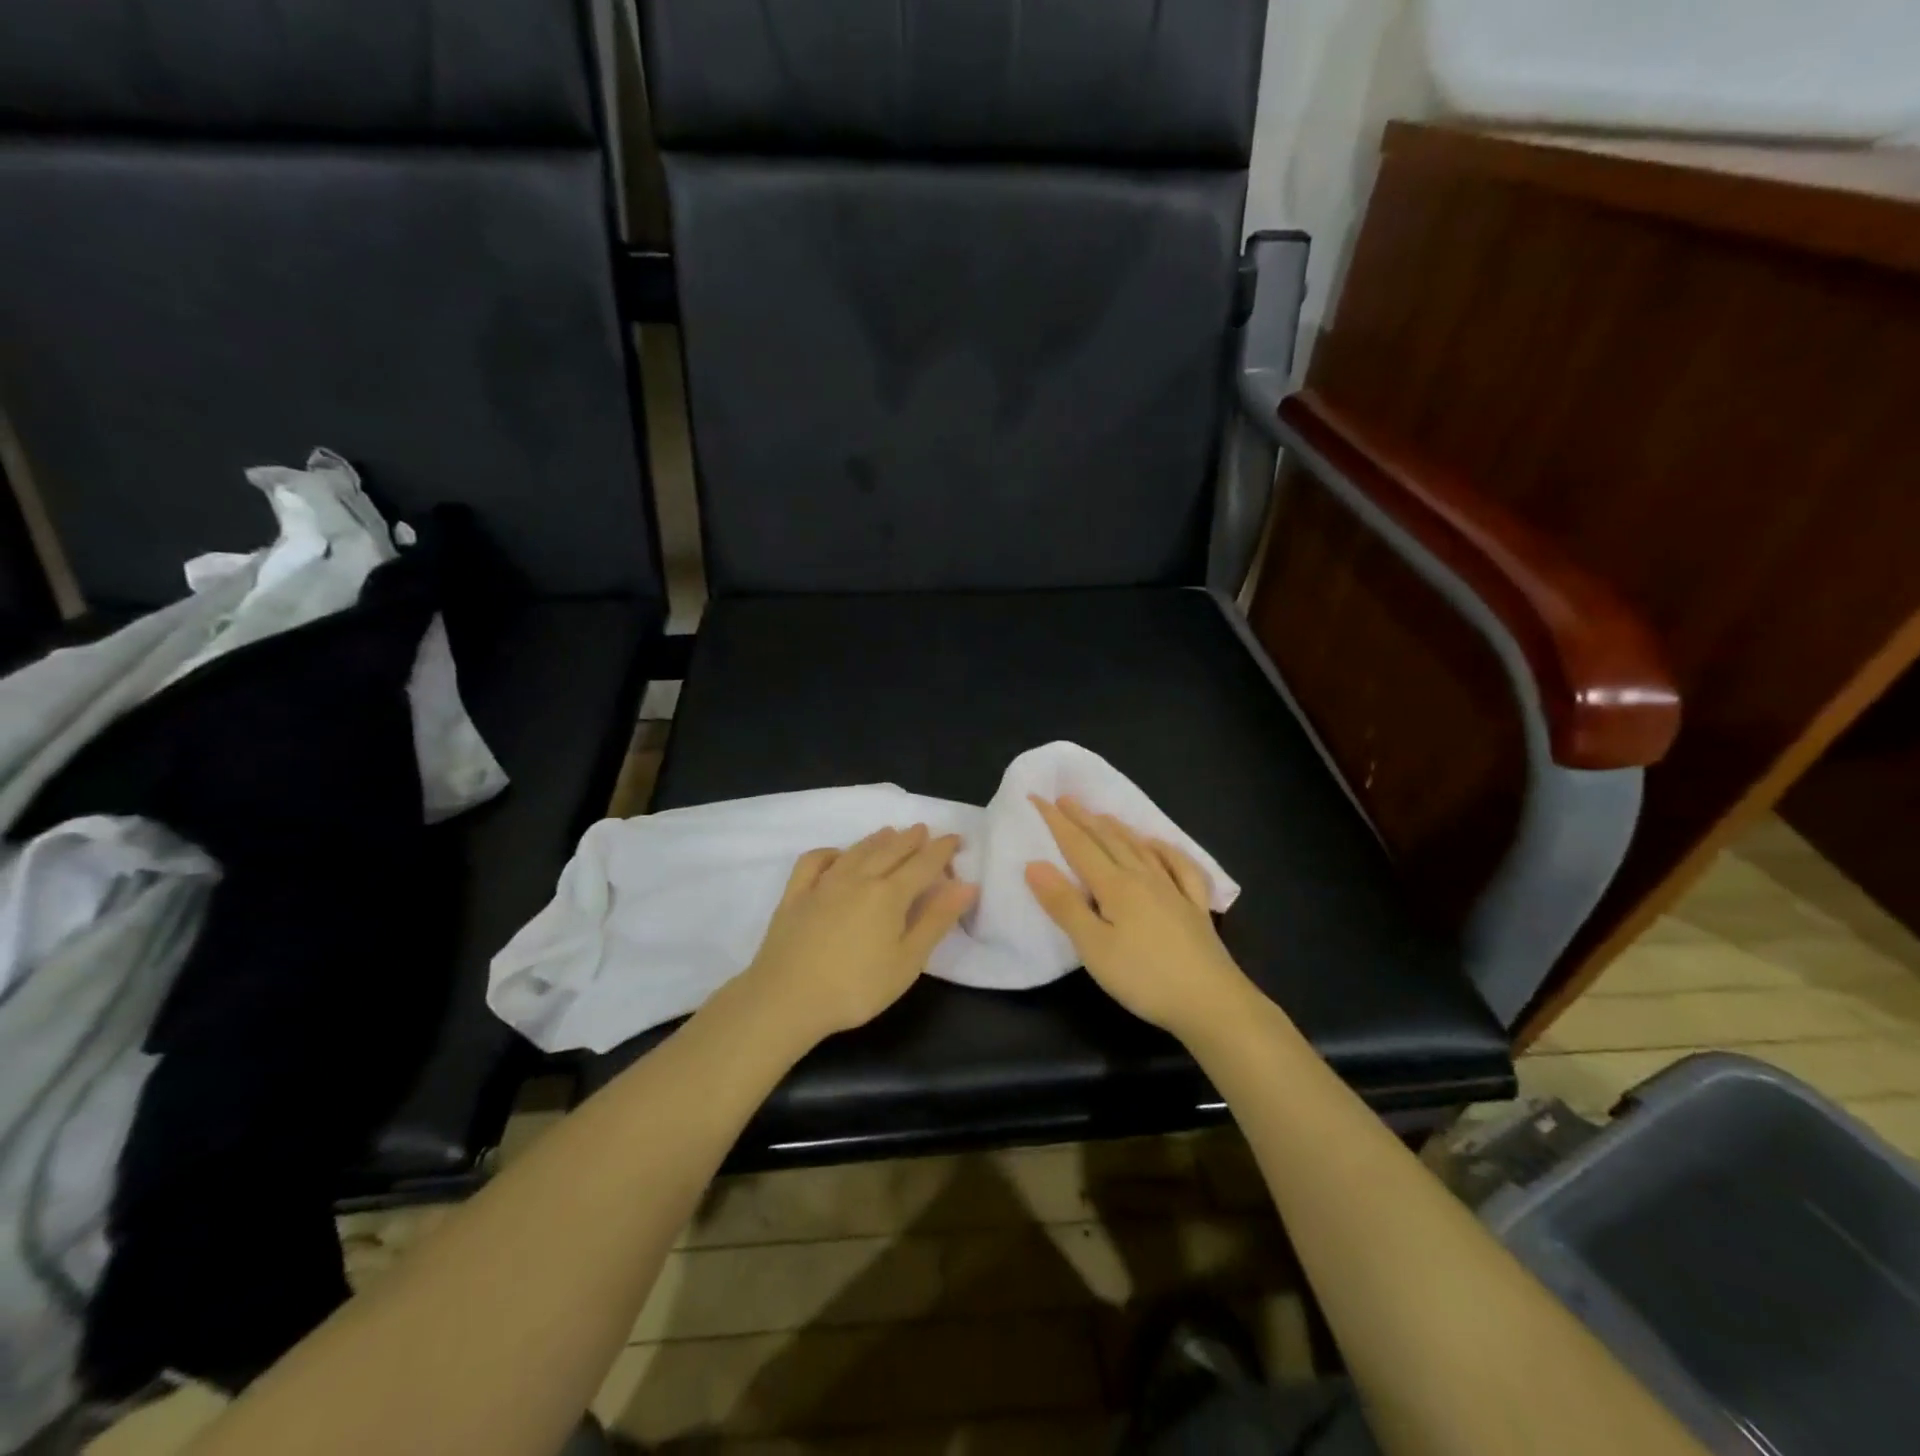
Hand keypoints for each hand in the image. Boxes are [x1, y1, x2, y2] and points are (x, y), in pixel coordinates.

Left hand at [741, 824, 976, 1045]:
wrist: (786, 999)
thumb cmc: (856, 987)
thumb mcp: (907, 961)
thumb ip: (936, 920)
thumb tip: (966, 884)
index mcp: (889, 894)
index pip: (923, 863)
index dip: (942, 849)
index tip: (956, 838)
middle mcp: (859, 878)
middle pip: (890, 850)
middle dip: (911, 839)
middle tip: (924, 829)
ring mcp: (823, 883)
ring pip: (856, 851)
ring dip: (877, 839)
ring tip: (890, 832)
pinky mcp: (795, 894)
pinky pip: (815, 861)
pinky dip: (831, 852)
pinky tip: (837, 855)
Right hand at [1025, 796, 1253, 1040]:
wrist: (1212, 1003)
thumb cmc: (1144, 978)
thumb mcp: (1094, 947)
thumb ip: (1064, 905)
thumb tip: (1035, 864)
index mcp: (1116, 886)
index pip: (1078, 846)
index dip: (1056, 822)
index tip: (1038, 798)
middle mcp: (1144, 878)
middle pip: (1109, 840)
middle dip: (1084, 818)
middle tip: (1065, 799)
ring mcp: (1174, 890)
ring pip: (1140, 848)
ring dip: (1118, 829)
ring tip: (1102, 815)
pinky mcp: (1195, 907)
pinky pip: (1180, 866)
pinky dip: (1166, 850)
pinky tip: (1158, 846)